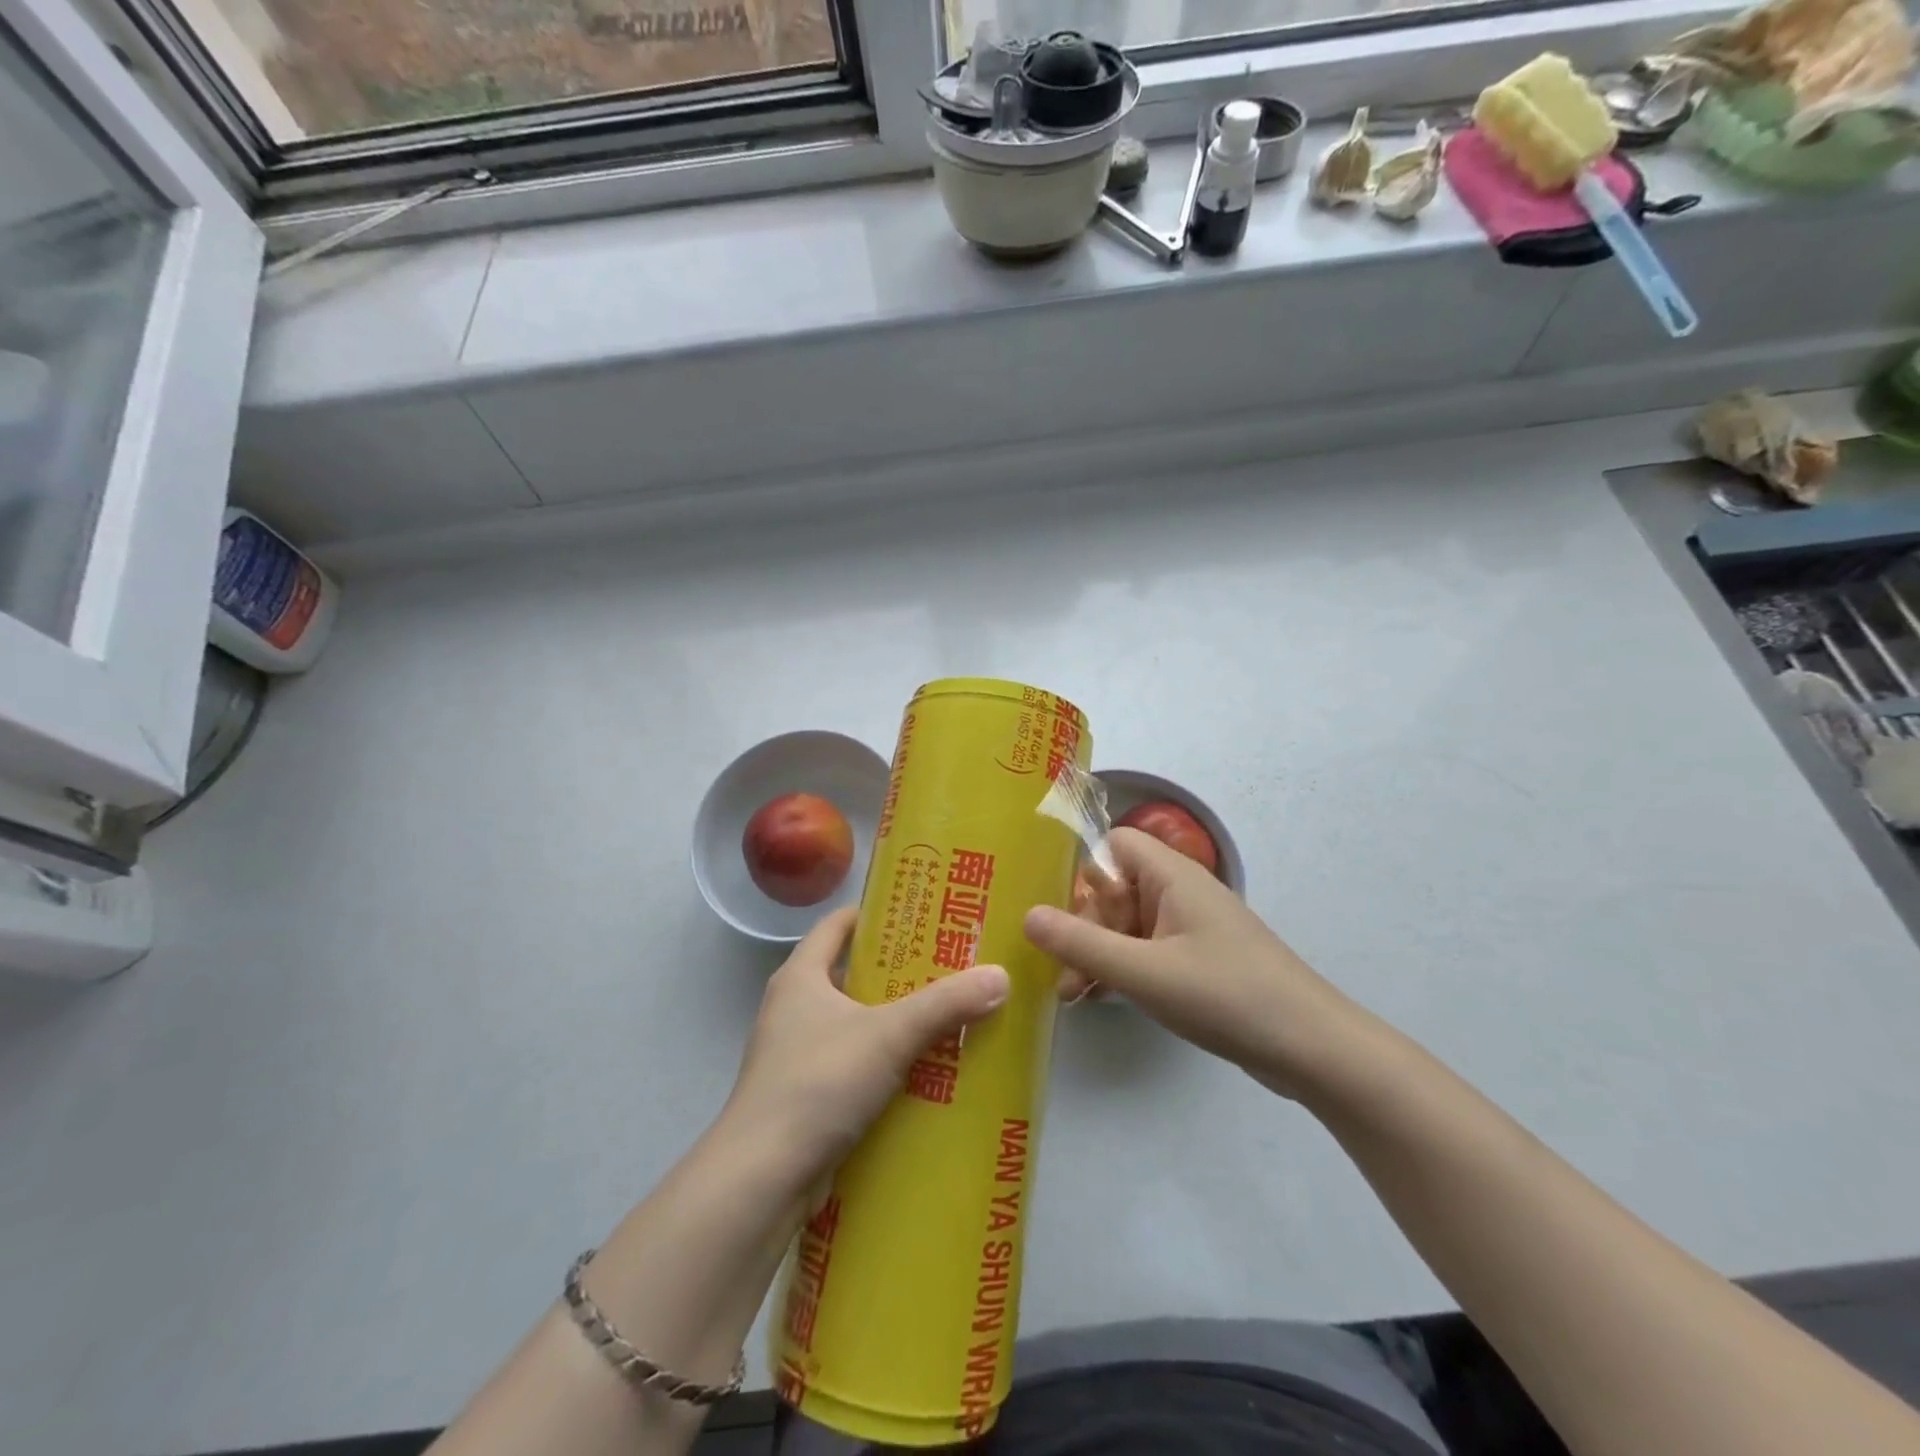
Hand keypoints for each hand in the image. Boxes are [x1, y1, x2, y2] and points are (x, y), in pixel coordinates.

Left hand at [722, 907, 1010, 1187]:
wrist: (762, 1180)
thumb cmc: (818, 1083)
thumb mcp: (889, 1035)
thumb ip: (945, 1004)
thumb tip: (1001, 975)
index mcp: (800, 977)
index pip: (836, 925)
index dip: (874, 914)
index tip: (919, 913)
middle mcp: (793, 1008)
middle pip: (850, 974)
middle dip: (898, 972)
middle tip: (951, 966)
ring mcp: (796, 1056)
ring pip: (855, 1024)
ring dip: (895, 1022)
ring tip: (948, 1017)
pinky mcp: (806, 1097)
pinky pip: (854, 1066)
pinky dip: (885, 1065)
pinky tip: (926, 1073)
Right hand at [1025, 829, 1362, 1098]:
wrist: (1313, 1048)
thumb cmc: (1225, 995)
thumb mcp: (1144, 972)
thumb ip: (1081, 944)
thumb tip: (1027, 915)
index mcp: (1172, 876)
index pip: (1115, 845)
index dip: (1086, 874)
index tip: (1065, 916)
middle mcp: (1180, 892)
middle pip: (1116, 889)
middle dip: (1085, 928)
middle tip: (1067, 976)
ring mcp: (1192, 928)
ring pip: (1128, 924)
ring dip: (1099, 953)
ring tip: (1075, 995)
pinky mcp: (1199, 960)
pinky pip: (1147, 950)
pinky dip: (1122, 968)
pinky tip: (1101, 999)